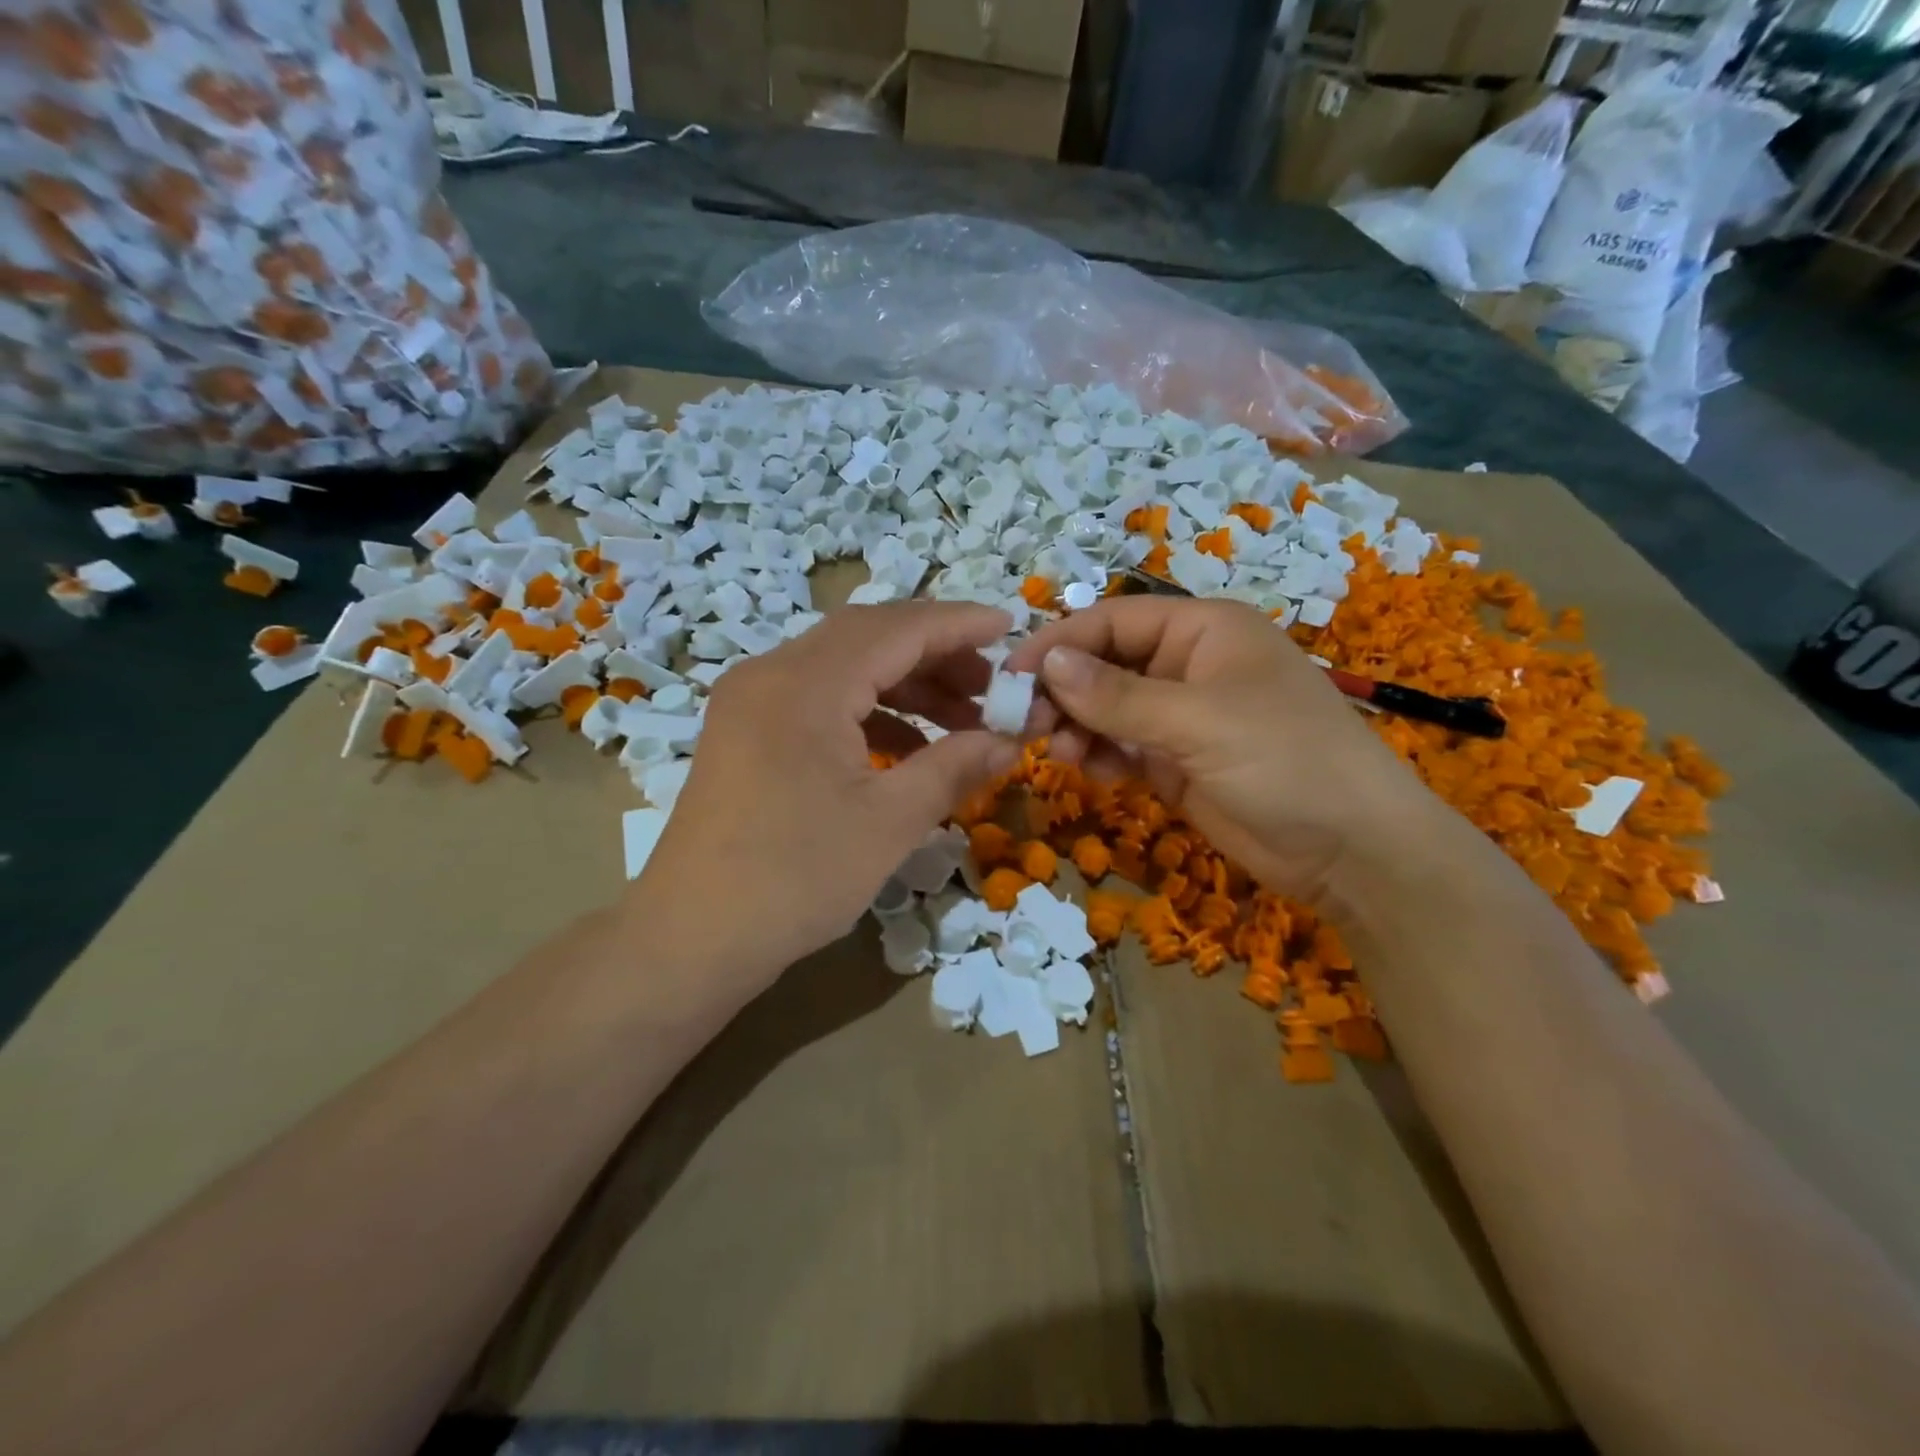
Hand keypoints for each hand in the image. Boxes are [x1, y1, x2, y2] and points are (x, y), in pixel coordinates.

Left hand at [633, 602, 1021, 986]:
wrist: (692, 938)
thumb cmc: (795, 878)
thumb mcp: (889, 822)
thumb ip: (954, 767)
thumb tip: (1010, 741)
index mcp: (805, 683)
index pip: (897, 628)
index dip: (958, 625)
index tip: (1010, 627)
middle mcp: (772, 673)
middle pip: (868, 637)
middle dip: (936, 655)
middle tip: (990, 687)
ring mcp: (752, 701)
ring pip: (843, 667)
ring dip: (904, 684)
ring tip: (960, 720)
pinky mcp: (745, 731)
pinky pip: (819, 698)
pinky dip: (869, 711)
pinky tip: (906, 747)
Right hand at [1004, 597, 1454, 903]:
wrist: (1351, 851)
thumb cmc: (1285, 761)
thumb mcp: (1198, 721)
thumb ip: (1117, 695)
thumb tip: (1045, 662)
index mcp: (1202, 630)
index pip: (1112, 620)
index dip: (1059, 643)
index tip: (1009, 676)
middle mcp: (1187, 665)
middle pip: (1104, 664)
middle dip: (1063, 691)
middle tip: (1026, 725)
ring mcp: (1181, 717)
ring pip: (1106, 709)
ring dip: (1077, 726)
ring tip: (1060, 753)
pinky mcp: (1176, 762)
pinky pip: (1122, 747)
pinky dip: (1100, 755)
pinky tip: (1091, 771)